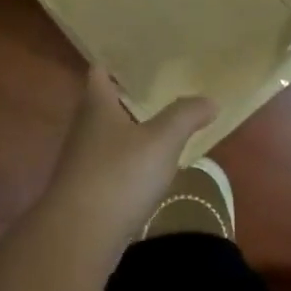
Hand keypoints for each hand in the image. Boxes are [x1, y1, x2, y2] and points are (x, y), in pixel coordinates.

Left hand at [46, 68, 216, 237]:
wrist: (80, 235)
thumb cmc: (120, 175)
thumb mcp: (161, 140)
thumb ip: (185, 116)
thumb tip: (210, 100)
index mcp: (96, 106)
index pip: (99, 72)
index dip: (115, 62)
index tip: (137, 55)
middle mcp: (84, 128)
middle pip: (103, 104)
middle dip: (127, 96)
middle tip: (160, 87)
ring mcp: (82, 162)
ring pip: (107, 137)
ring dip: (129, 131)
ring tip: (160, 125)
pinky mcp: (86, 191)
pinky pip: (110, 166)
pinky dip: (128, 162)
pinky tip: (148, 169)